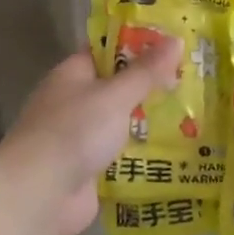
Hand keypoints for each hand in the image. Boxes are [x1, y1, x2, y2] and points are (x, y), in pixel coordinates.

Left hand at [0, 40, 182, 234]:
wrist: (39, 194)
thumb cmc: (74, 131)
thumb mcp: (115, 95)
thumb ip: (146, 71)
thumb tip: (176, 40)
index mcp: (73, 74)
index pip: (107, 50)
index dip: (139, 45)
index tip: (174, 44)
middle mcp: (75, 102)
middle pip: (117, 87)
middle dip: (150, 86)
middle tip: (193, 80)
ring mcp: (80, 138)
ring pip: (121, 122)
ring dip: (149, 122)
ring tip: (194, 115)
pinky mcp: (88, 170)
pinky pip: (121, 155)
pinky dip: (143, 154)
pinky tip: (176, 152)